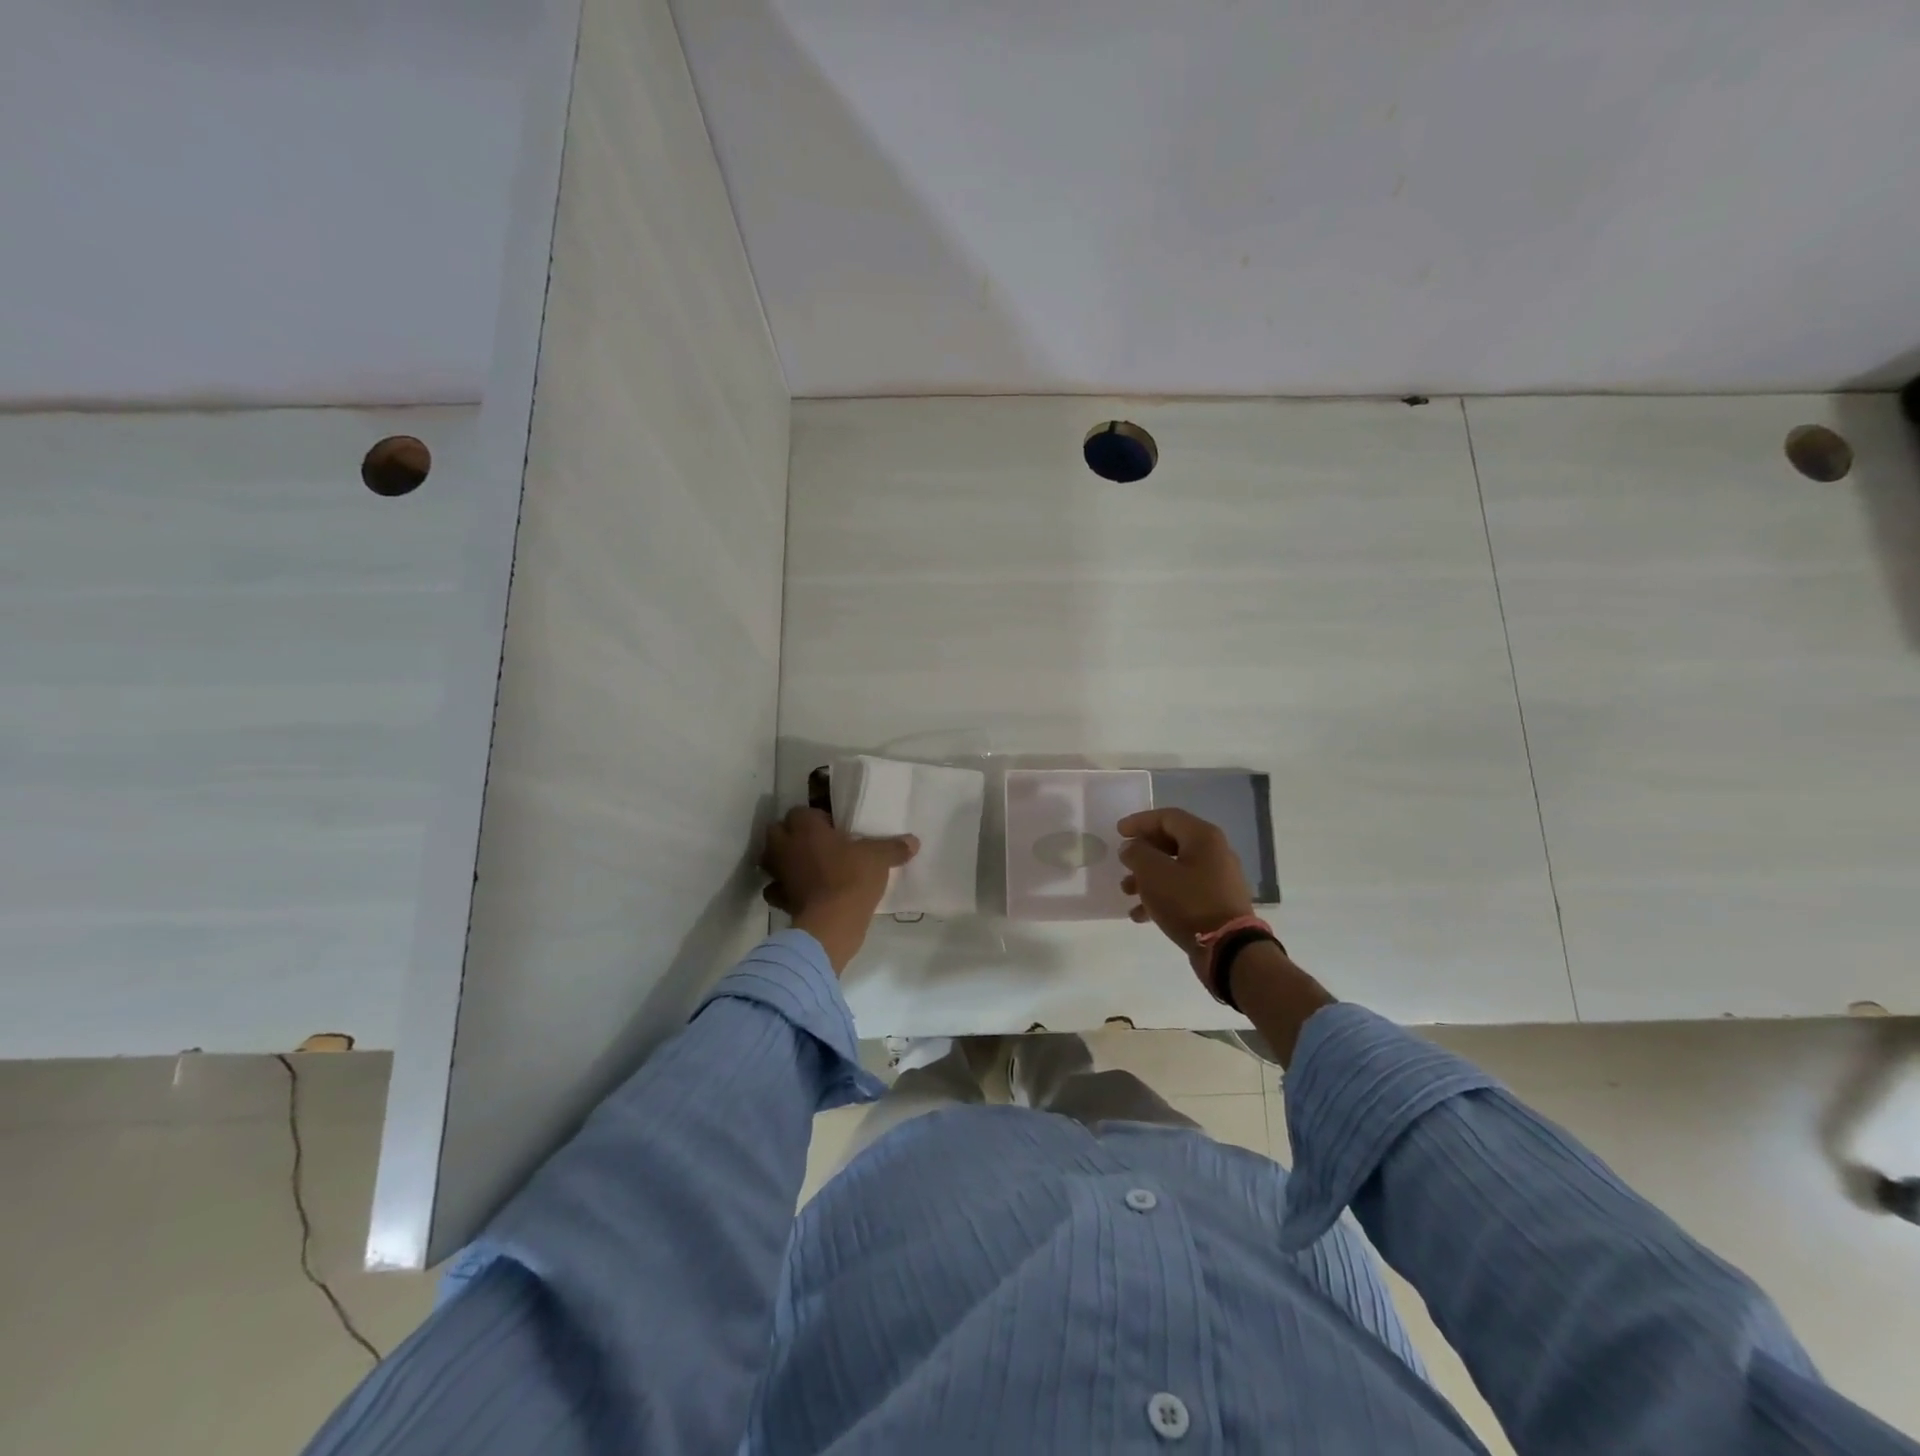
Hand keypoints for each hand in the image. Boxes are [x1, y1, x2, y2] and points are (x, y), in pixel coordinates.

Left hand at [760, 807, 917, 973]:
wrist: (833, 923)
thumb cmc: (853, 878)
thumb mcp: (879, 858)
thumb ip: (894, 847)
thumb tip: (914, 841)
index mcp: (806, 828)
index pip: (800, 811)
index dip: (815, 818)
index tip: (833, 829)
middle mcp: (786, 846)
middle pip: (776, 831)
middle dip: (790, 834)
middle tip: (814, 843)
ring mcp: (779, 874)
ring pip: (771, 859)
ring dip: (783, 860)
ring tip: (805, 866)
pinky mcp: (780, 899)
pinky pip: (776, 890)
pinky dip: (784, 890)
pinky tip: (800, 893)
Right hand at [1117, 808, 1255, 979]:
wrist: (1228, 949)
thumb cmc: (1188, 902)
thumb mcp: (1153, 873)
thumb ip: (1137, 853)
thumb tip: (1131, 847)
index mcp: (1203, 837)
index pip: (1167, 817)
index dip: (1139, 822)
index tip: (1118, 833)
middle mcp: (1214, 853)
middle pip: (1171, 843)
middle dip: (1143, 853)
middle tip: (1123, 863)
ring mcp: (1218, 879)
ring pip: (1175, 869)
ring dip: (1148, 878)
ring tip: (1127, 892)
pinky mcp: (1216, 903)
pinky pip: (1184, 891)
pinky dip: (1162, 897)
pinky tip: (1141, 915)